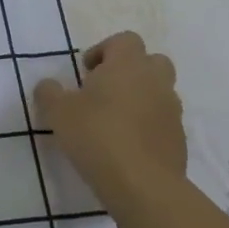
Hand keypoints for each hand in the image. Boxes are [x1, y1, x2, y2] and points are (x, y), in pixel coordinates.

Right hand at [34, 32, 185, 214]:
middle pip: (152, 61)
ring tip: (115, 122)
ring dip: (141, 99)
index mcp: (128, 65)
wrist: (144, 187)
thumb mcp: (58, 112)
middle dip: (131, 71)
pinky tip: (128, 147)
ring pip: (160, 92)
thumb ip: (49, 92)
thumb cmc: (97, 136)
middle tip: (105, 90)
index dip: (105, 50)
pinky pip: (163, 122)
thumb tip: (49, 85)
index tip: (87, 72)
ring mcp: (172, 112)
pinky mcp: (179, 141)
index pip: (125, 40)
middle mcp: (155, 81)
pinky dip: (149, 126)